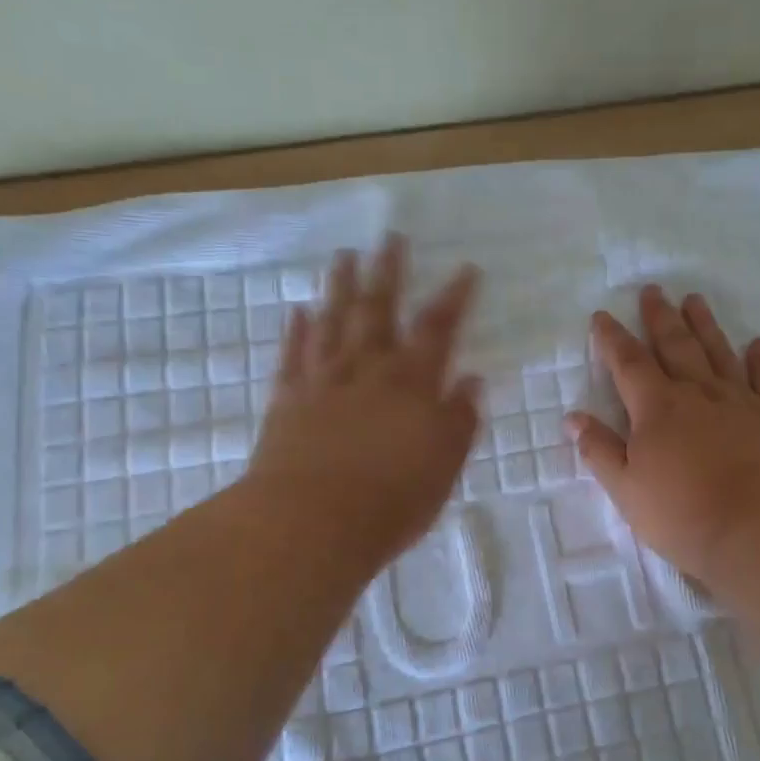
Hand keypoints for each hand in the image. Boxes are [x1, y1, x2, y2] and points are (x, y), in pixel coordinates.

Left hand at [245, 234, 481, 573]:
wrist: (310, 523)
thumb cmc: (391, 501)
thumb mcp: (444, 466)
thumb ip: (459, 420)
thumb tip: (472, 381)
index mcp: (411, 384)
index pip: (438, 330)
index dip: (453, 298)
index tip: (465, 269)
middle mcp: (367, 371)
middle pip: (379, 310)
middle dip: (388, 272)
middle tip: (390, 237)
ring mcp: (322, 382)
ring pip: (332, 322)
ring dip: (340, 288)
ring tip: (344, 256)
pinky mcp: (287, 401)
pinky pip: (293, 356)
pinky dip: (296, 331)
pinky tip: (298, 311)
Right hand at [567, 285, 759, 581]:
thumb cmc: (683, 514)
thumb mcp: (626, 489)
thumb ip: (600, 450)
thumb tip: (573, 418)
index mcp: (657, 408)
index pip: (628, 363)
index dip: (612, 339)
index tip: (602, 316)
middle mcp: (697, 393)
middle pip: (675, 346)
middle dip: (660, 317)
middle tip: (653, 290)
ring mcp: (738, 403)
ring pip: (718, 353)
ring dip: (705, 325)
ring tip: (695, 299)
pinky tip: (758, 343)